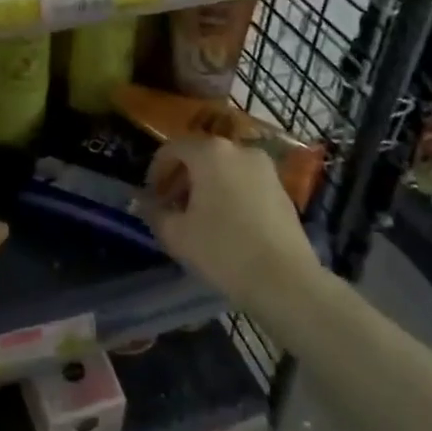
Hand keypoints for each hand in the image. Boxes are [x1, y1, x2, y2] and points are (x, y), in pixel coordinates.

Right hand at [139, 136, 320, 314]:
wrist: (286, 281)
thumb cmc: (224, 251)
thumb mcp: (176, 235)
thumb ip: (154, 212)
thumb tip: (144, 203)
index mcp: (210, 152)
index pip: (172, 149)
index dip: (155, 171)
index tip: (151, 198)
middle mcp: (239, 150)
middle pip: (200, 155)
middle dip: (181, 178)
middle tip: (171, 207)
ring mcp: (264, 168)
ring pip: (224, 168)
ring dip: (206, 186)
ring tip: (198, 217)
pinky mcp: (282, 189)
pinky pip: (245, 181)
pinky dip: (230, 193)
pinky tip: (226, 224)